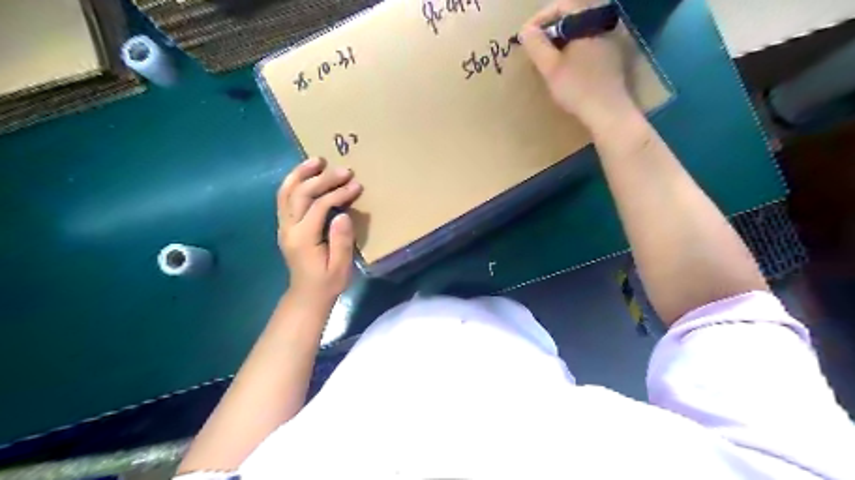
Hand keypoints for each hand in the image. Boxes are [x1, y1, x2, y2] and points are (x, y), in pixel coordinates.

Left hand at [280, 158, 361, 306]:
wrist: (306, 295)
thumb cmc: (327, 283)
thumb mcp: (340, 267)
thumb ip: (341, 241)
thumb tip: (342, 214)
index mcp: (303, 238)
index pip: (319, 206)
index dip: (338, 193)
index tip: (356, 185)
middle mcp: (289, 228)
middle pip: (301, 193)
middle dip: (322, 178)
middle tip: (344, 170)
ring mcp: (283, 225)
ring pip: (286, 192)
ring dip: (301, 173)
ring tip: (317, 160)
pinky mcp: (285, 225)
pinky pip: (284, 198)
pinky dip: (294, 182)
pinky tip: (306, 174)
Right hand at [518, 0, 636, 130]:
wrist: (608, 111)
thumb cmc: (577, 88)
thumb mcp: (550, 67)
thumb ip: (536, 45)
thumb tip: (526, 31)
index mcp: (588, 21)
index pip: (560, 6)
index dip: (539, 20)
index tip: (525, 37)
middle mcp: (602, 24)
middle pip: (571, 17)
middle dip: (550, 29)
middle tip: (534, 48)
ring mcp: (610, 39)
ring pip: (580, 31)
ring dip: (561, 40)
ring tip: (547, 58)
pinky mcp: (613, 55)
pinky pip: (589, 43)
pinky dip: (573, 49)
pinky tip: (566, 67)